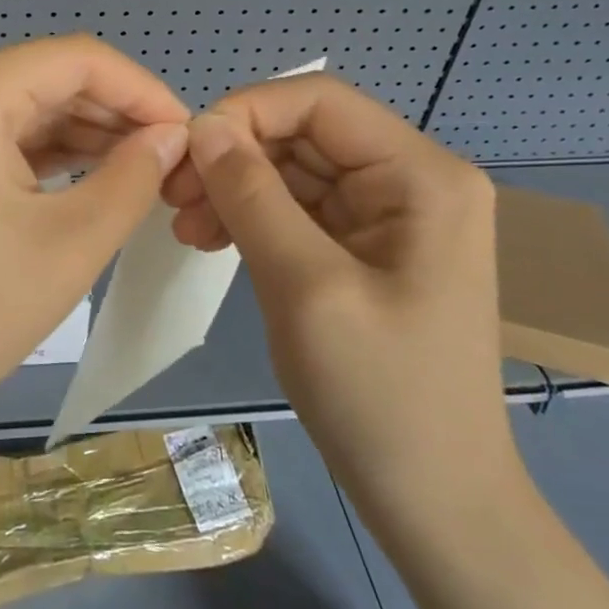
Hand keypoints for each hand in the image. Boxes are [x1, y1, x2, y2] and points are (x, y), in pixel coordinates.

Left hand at [0, 36, 188, 448]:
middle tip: (168, 161)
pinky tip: (83, 172)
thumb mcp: (68, 245)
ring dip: (77, 132)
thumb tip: (172, 134)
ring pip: (16, 103)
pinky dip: (34, 149)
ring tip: (137, 171)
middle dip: (111, 115)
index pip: (76, 59)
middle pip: (43, 77)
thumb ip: (133, 177)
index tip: (187, 132)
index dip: (142, 90)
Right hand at [162, 74, 516, 524]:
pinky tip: (210, 239)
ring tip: (185, 227)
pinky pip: (298, 207)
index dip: (246, 114)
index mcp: (421, 176)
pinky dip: (251, 216)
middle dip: (233, 157)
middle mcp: (412, 180)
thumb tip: (201, 125)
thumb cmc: (380, 396)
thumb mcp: (305, 286)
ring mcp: (390, 214)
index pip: (318, 103)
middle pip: (302, 134)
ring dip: (234, 188)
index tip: (186, 155)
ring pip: (293, 169)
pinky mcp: (366, 245)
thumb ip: (251, 195)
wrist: (436, 505)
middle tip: (172, 197)